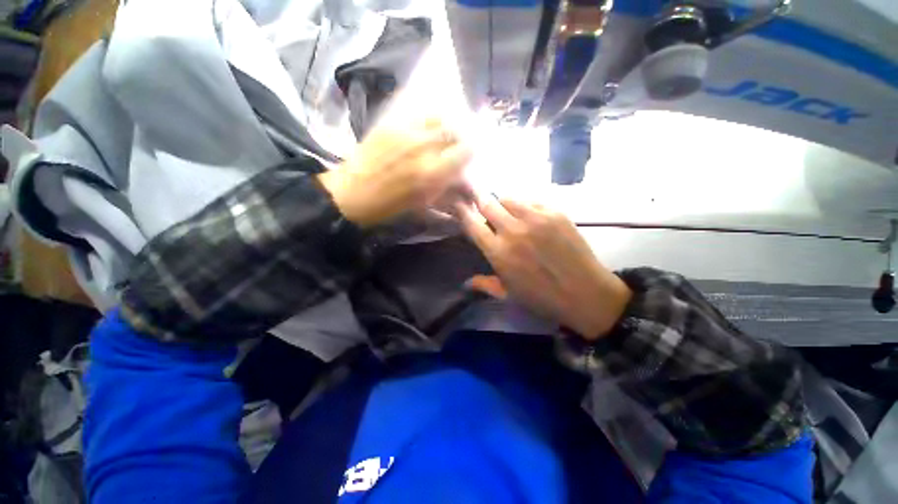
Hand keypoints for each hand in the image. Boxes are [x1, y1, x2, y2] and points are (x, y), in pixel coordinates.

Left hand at [318, 119, 472, 228]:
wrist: (352, 193)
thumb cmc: (389, 206)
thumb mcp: (423, 203)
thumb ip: (446, 187)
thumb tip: (462, 175)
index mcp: (431, 173)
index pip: (465, 151)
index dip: (472, 150)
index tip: (471, 153)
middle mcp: (423, 147)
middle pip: (455, 129)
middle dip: (462, 135)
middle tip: (460, 142)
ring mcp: (406, 131)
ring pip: (438, 115)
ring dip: (448, 122)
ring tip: (445, 131)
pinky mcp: (390, 123)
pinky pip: (418, 111)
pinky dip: (429, 116)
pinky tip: (428, 125)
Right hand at [456, 196, 631, 339]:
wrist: (586, 293)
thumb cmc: (542, 298)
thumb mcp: (508, 295)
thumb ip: (485, 285)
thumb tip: (466, 282)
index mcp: (498, 252)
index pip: (473, 224)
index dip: (463, 212)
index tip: (459, 205)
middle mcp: (513, 231)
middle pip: (488, 203)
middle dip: (480, 200)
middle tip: (479, 200)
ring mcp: (535, 219)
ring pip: (508, 198)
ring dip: (502, 203)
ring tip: (506, 211)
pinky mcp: (554, 213)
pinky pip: (531, 200)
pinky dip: (524, 205)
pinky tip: (528, 215)